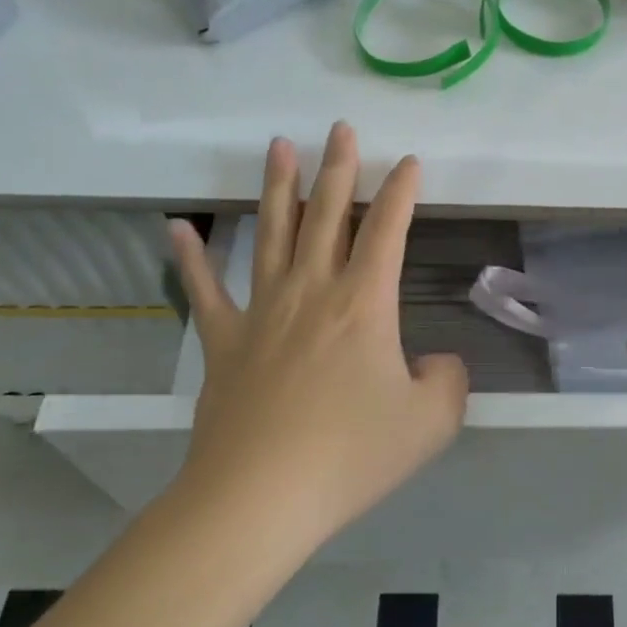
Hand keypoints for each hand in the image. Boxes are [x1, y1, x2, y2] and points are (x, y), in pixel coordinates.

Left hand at [168, 123, 468, 542]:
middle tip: (340, 129)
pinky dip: (192, 258)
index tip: (408, 161)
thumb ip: (448, 381)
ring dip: (279, 188)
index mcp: (364, 305)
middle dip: (339, 169)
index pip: (387, 232)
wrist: (260, 498)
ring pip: (273, 235)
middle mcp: (312, 293)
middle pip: (327, 216)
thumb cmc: (352, 455)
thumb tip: (436, 363)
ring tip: (279, 146)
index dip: (400, 192)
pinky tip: (178, 228)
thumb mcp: (431, 422)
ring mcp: (262, 313)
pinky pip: (207, 291)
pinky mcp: (224, 344)